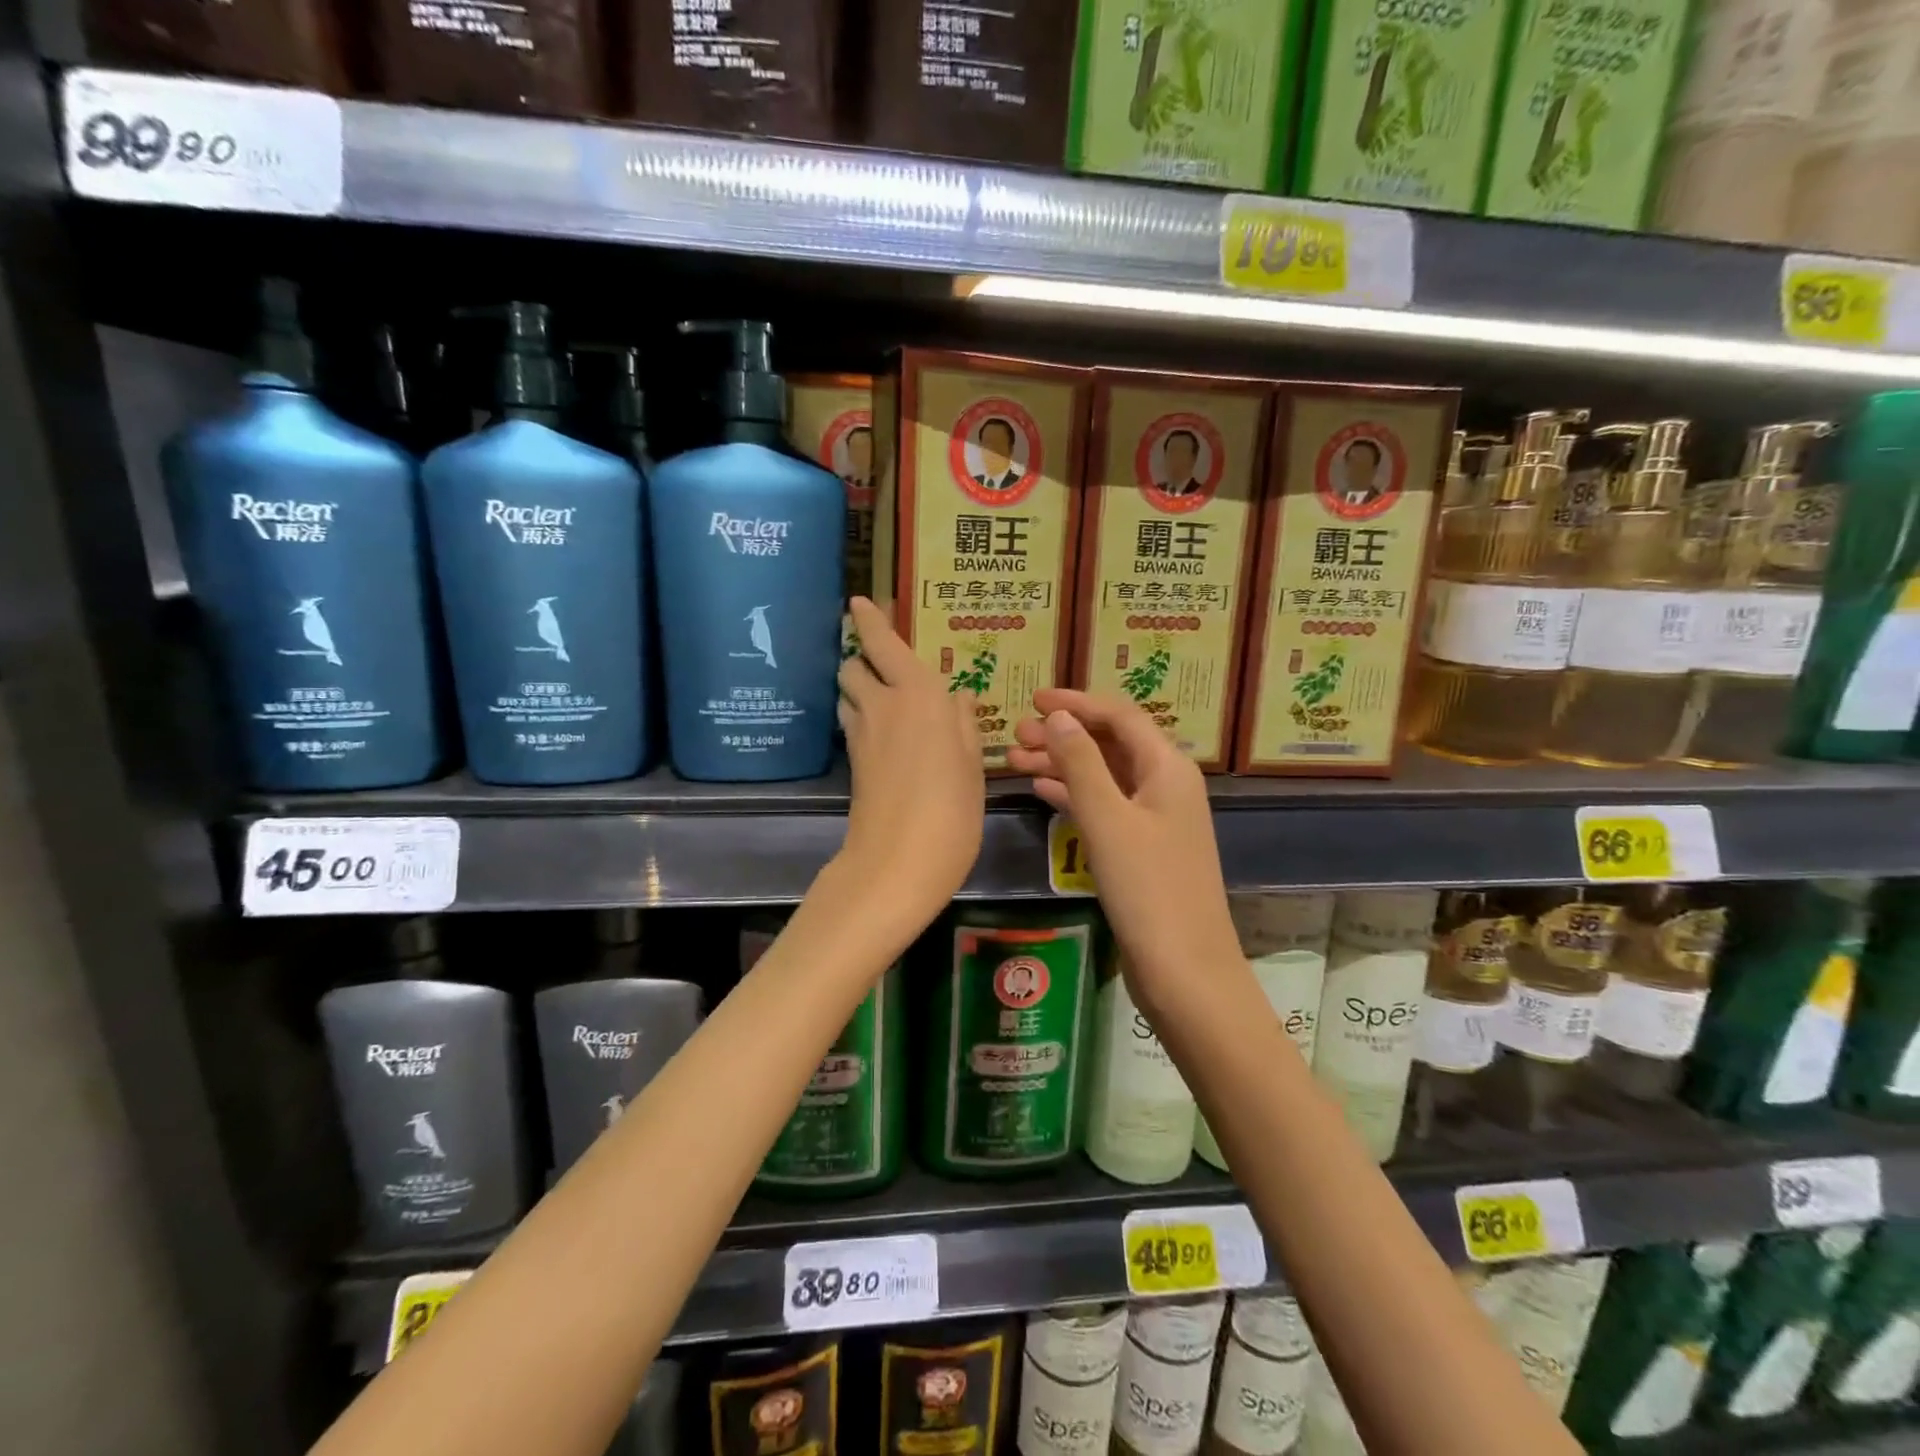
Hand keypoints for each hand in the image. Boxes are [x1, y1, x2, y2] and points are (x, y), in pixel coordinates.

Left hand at [835, 597, 984, 934]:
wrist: (898, 863)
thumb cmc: (951, 808)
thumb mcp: (972, 764)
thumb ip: (964, 723)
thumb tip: (961, 696)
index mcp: (917, 694)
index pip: (881, 644)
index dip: (868, 621)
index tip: (857, 602)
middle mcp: (882, 705)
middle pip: (853, 667)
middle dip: (862, 659)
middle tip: (886, 665)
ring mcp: (861, 736)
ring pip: (847, 695)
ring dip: (859, 688)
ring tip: (887, 698)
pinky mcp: (852, 764)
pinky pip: (853, 724)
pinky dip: (863, 717)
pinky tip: (888, 733)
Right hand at [1006, 689, 1239, 1008]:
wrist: (1184, 971)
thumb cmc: (1148, 889)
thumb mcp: (1108, 820)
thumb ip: (1081, 764)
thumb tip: (1059, 717)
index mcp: (1167, 768)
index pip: (1120, 716)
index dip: (1077, 703)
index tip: (1034, 700)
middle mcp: (1165, 786)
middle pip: (1111, 744)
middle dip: (1064, 735)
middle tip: (1016, 735)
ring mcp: (1155, 820)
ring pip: (1104, 776)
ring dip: (1063, 765)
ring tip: (1015, 760)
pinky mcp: (1142, 850)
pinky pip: (1104, 807)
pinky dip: (1073, 795)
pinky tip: (1041, 791)